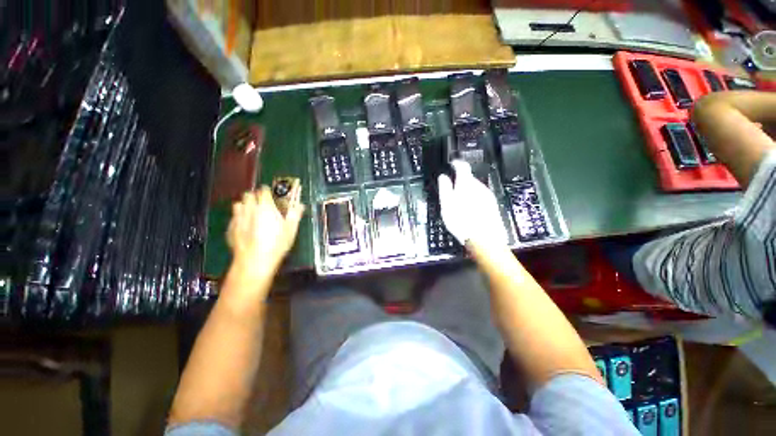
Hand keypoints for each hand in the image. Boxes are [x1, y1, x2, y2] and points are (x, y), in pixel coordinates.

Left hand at [227, 185, 304, 273]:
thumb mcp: (291, 229)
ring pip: (238, 204)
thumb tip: (301, 205)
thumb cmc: (277, 244)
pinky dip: (239, 218)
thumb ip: (295, 214)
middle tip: (262, 204)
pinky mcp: (230, 229)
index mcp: (265, 207)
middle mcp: (250, 209)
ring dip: (245, 205)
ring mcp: (238, 219)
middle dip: (255, 196)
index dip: (267, 191)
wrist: (255, 261)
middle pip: (248, 195)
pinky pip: (234, 218)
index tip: (271, 195)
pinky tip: (245, 227)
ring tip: (252, 213)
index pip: (263, 191)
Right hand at [438, 160, 507, 249]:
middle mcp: (479, 186)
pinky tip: (469, 210)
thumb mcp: (447, 205)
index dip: (456, 163)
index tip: (451, 165)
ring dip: (467, 191)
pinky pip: (481, 197)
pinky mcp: (492, 205)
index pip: (463, 166)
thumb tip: (443, 177)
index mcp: (467, 184)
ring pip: (475, 188)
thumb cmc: (462, 221)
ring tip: (459, 204)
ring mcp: (488, 195)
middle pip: (469, 178)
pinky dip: (474, 199)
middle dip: (460, 181)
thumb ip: (445, 188)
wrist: (484, 239)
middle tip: (451, 191)